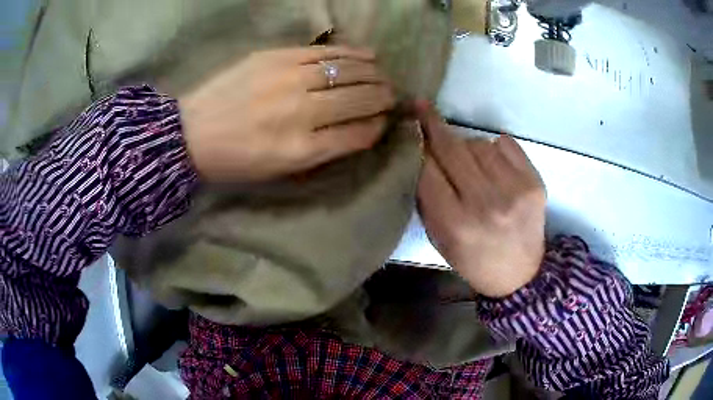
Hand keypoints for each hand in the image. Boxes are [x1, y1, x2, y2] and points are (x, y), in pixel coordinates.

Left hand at [179, 46, 395, 181]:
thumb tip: (359, 129)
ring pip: (347, 71)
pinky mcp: (277, 57)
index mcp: (300, 150)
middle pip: (359, 99)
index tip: (385, 121)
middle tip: (392, 95)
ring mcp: (288, 80)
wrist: (191, 134)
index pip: (358, 134)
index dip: (378, 126)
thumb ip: (323, 151)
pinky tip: (368, 55)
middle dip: (383, 97)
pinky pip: (325, 52)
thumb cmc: (235, 160)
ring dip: (373, 74)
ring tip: (384, 76)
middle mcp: (300, 112)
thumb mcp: (279, 170)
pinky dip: (352, 53)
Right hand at [416, 103, 546, 297]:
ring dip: (467, 147)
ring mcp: (515, 191)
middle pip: (452, 149)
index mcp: (456, 225)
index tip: (408, 123)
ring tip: (470, 165)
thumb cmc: (473, 259)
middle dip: (434, 125)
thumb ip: (427, 196)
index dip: (416, 144)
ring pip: (478, 143)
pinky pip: (505, 144)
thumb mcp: (439, 238)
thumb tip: (420, 151)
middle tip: (422, 108)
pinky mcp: (535, 182)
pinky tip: (493, 164)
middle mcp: (486, 204)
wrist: (520, 274)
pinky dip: (494, 148)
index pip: (427, 170)